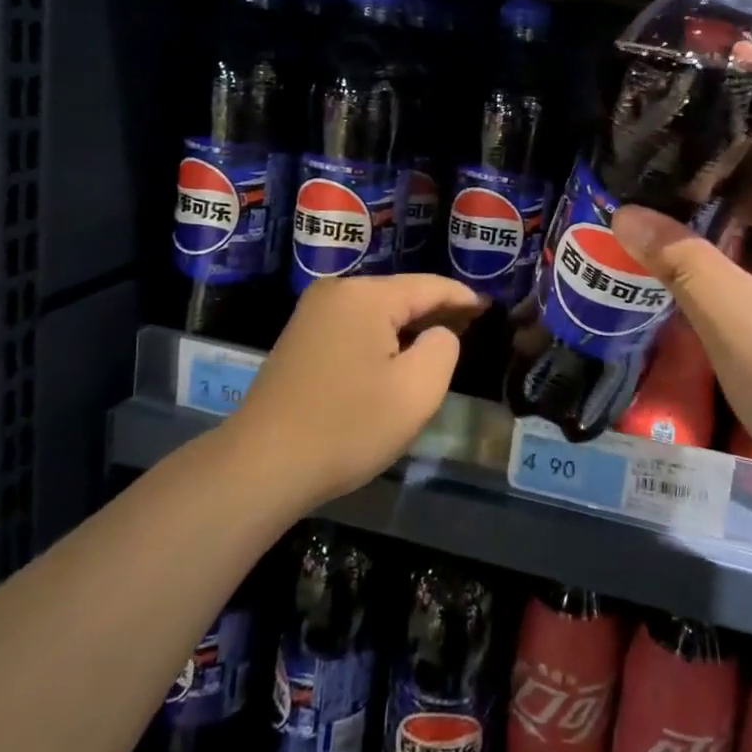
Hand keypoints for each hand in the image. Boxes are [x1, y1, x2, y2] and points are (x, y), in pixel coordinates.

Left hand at [230, 274, 484, 507]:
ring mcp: (312, 313)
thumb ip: (444, 348)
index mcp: (366, 295)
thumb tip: (437, 333)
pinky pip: (354, 327)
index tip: (489, 308)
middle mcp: (337, 291)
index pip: (429, 286)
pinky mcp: (299, 337)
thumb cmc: (347, 427)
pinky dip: (380, 338)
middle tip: (471, 329)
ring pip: (376, 312)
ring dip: (407, 327)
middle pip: (401, 294)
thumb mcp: (416, 391)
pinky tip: (394, 359)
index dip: (463, 297)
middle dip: (435, 311)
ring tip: (439, 344)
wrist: (262, 465)